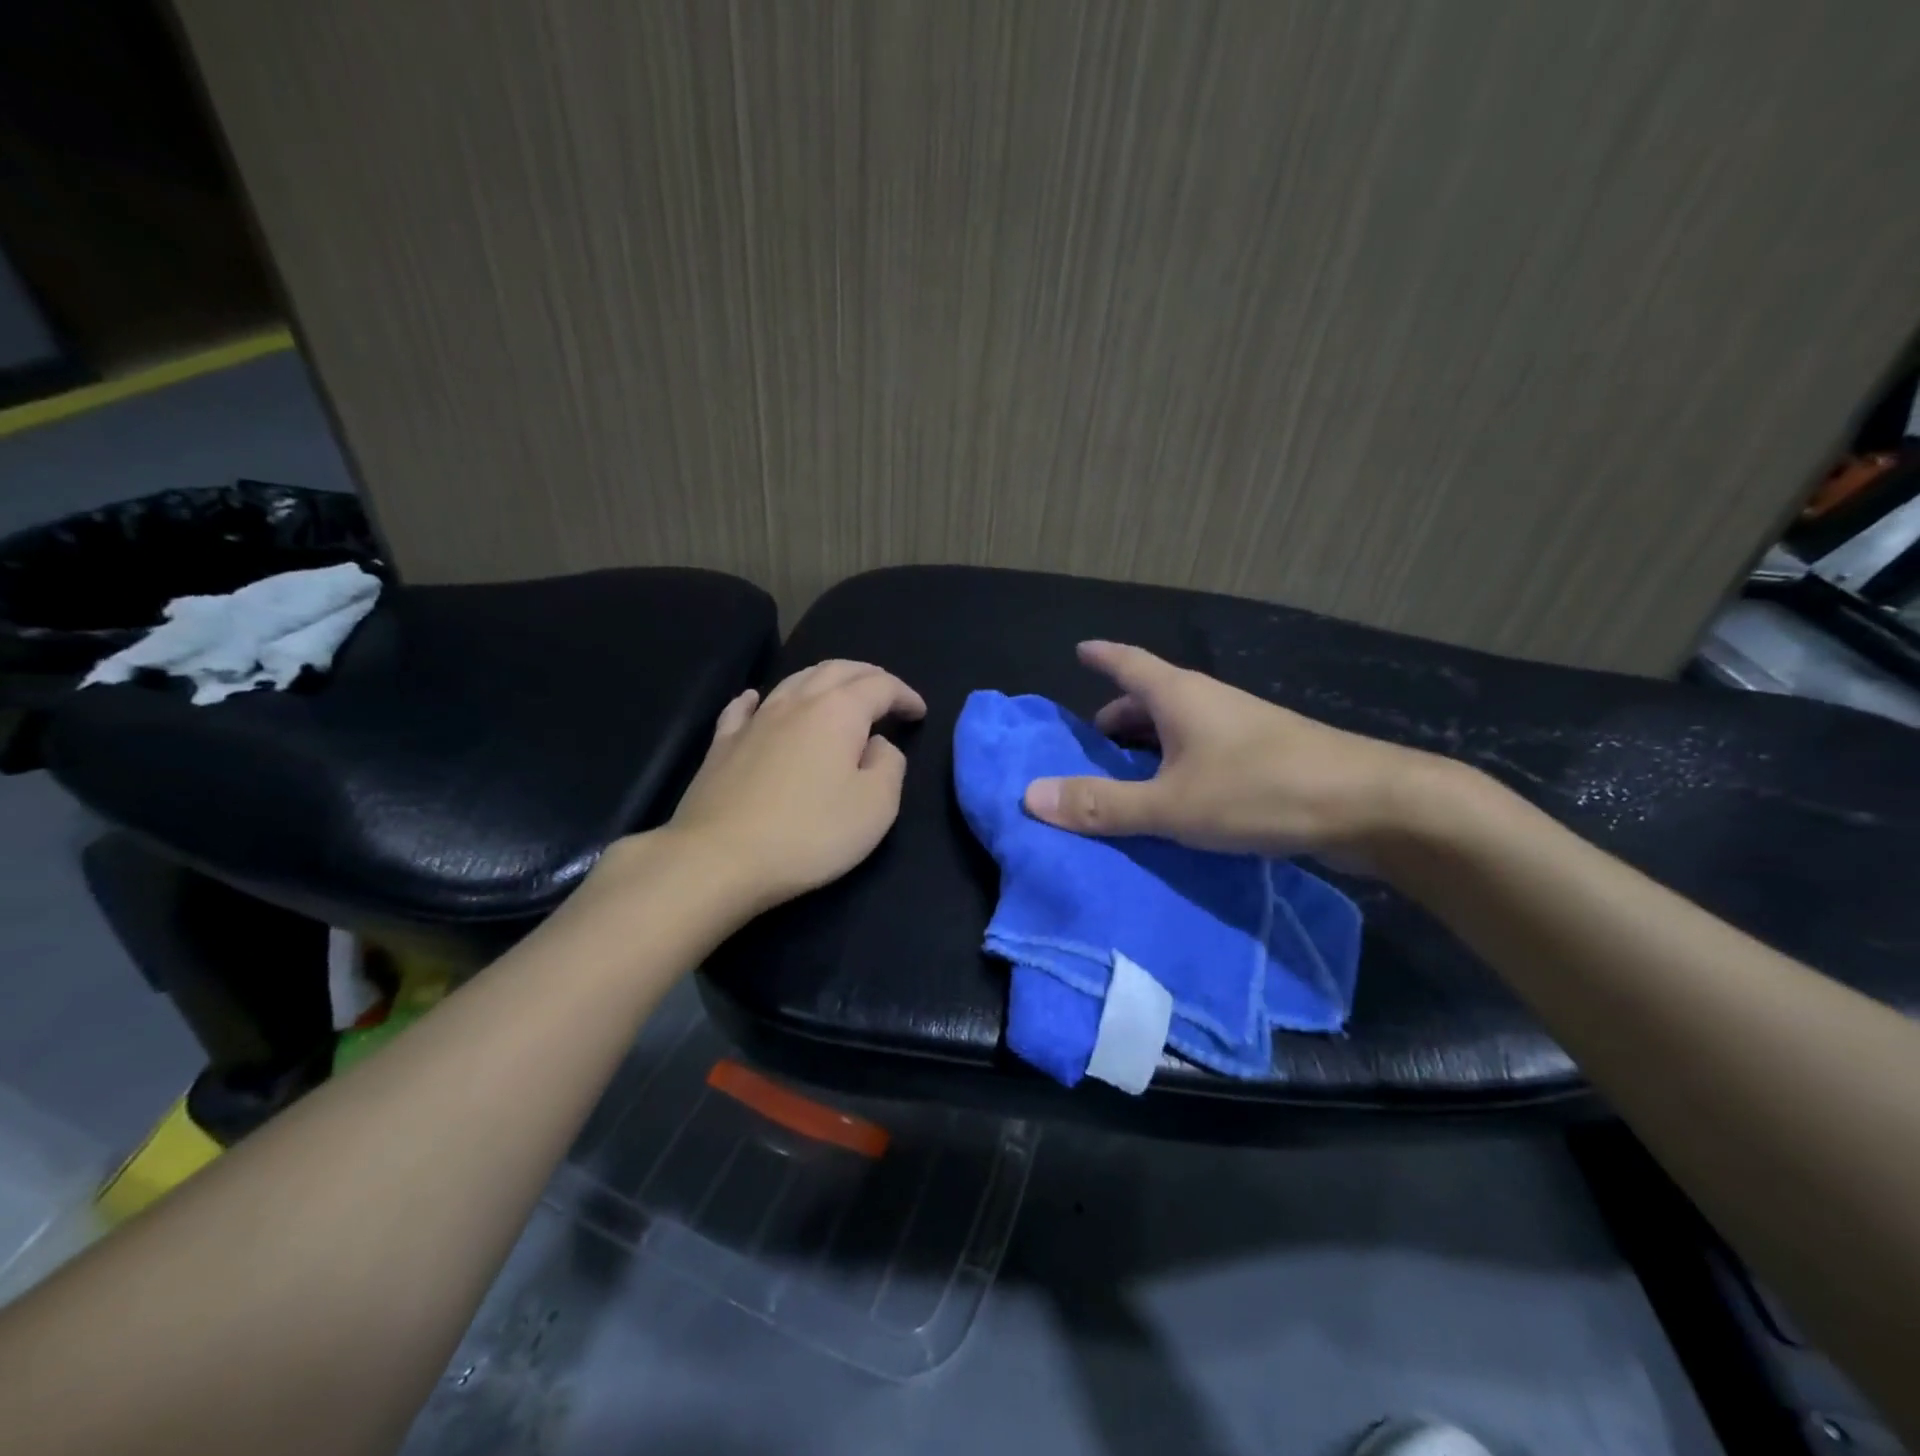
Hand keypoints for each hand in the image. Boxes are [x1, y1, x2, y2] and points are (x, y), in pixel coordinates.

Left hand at [655, 661, 926, 912]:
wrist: (718, 858)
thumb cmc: (809, 833)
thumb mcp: (876, 806)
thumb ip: (889, 765)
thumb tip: (878, 744)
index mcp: (838, 712)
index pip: (880, 686)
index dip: (905, 694)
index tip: (920, 712)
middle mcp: (796, 702)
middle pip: (837, 670)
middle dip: (868, 676)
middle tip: (886, 693)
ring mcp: (754, 720)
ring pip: (794, 680)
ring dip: (824, 680)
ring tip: (839, 693)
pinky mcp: (722, 744)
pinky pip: (744, 708)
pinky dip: (762, 699)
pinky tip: (758, 700)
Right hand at [1023, 641, 1440, 860]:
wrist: (1373, 806)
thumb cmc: (1261, 791)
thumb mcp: (1170, 804)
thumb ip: (1101, 804)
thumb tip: (1030, 796)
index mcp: (1180, 696)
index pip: (1129, 663)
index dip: (1102, 656)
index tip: (1080, 650)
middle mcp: (1210, 703)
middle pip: (1152, 698)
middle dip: (1119, 715)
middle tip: (1091, 742)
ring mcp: (1242, 730)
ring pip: (1180, 728)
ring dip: (1149, 746)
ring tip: (1126, 777)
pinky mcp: (1266, 759)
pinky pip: (1204, 753)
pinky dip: (1178, 767)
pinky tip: (1176, 801)